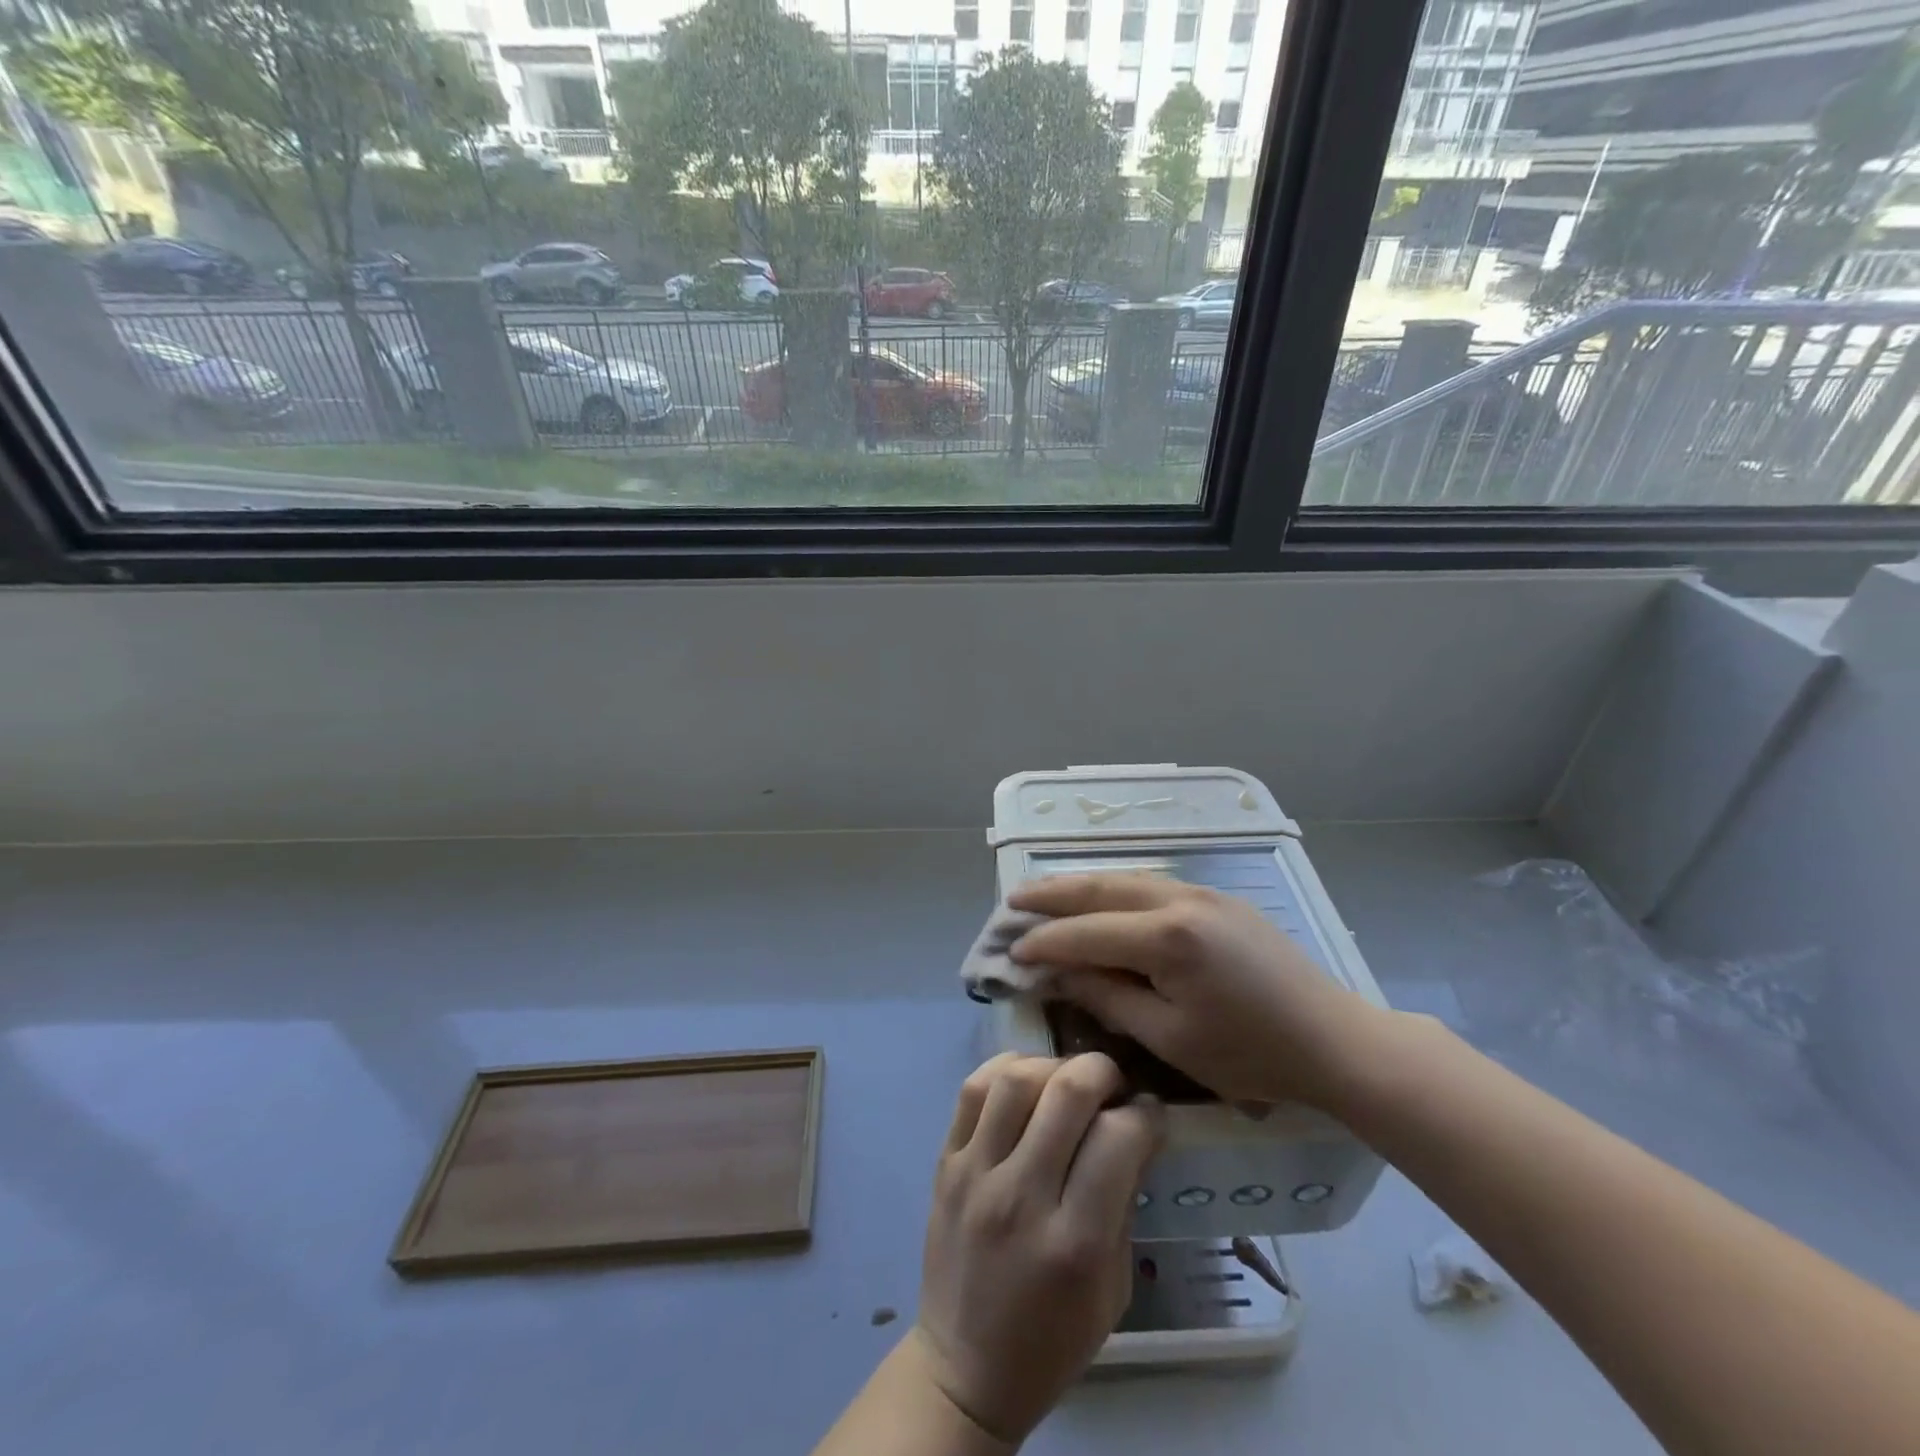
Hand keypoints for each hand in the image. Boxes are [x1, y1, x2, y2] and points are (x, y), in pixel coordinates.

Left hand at [913, 1053, 1161, 1445]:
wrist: (965, 1367)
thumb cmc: (1052, 1338)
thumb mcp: (1112, 1290)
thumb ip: (1124, 1205)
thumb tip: (1137, 1131)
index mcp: (1074, 1243)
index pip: (1119, 1138)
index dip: (1147, 1113)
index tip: (1151, 1114)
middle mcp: (1022, 1197)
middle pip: (1068, 1092)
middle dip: (1104, 1072)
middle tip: (1114, 1087)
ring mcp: (976, 1173)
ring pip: (1017, 1077)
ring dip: (1054, 1066)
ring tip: (1067, 1083)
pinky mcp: (945, 1161)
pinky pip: (973, 1088)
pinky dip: (1006, 1068)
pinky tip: (1027, 1081)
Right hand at [1008, 873, 1389, 1109]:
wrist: (1335, 1040)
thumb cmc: (1251, 1054)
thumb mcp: (1172, 1038)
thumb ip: (1110, 998)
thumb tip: (1062, 972)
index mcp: (1167, 938)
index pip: (1087, 932)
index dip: (1046, 942)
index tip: (1011, 951)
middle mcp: (1180, 900)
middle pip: (1101, 888)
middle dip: (1053, 895)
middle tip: (1013, 899)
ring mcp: (1203, 893)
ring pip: (1127, 878)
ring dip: (1082, 884)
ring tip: (1046, 891)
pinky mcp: (1219, 899)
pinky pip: (1153, 883)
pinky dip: (1116, 888)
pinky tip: (1102, 897)